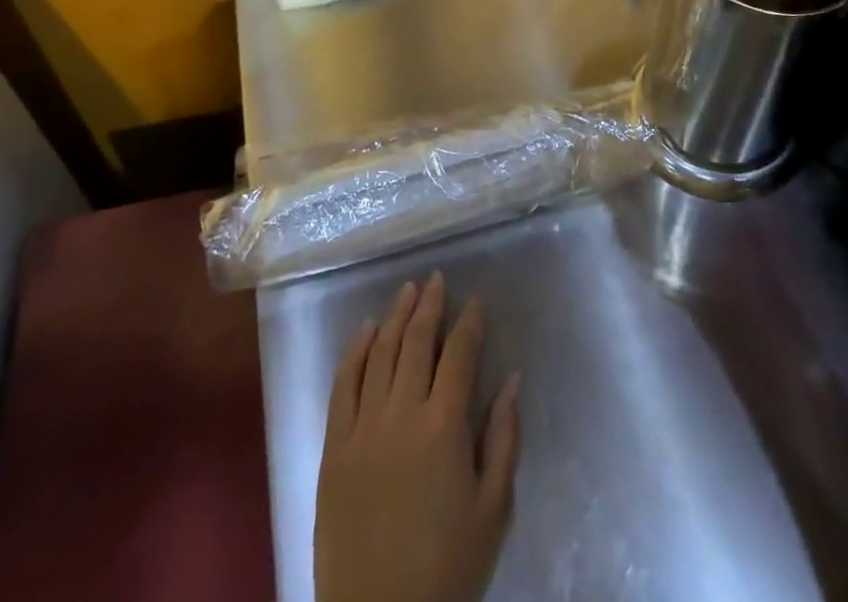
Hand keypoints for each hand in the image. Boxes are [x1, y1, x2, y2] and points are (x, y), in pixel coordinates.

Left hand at [315, 273, 521, 601]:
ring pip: (380, 353)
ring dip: (395, 317)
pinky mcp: (334, 446)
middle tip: (436, 280)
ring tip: (407, 291)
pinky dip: (355, 351)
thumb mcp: (493, 509)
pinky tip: (366, 330)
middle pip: (416, 342)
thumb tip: (513, 378)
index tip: (475, 301)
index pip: (459, 355)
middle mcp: (402, 414)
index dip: (469, 323)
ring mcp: (363, 427)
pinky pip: (343, 384)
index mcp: (444, 427)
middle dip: (429, 305)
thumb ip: (504, 438)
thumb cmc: (448, 567)